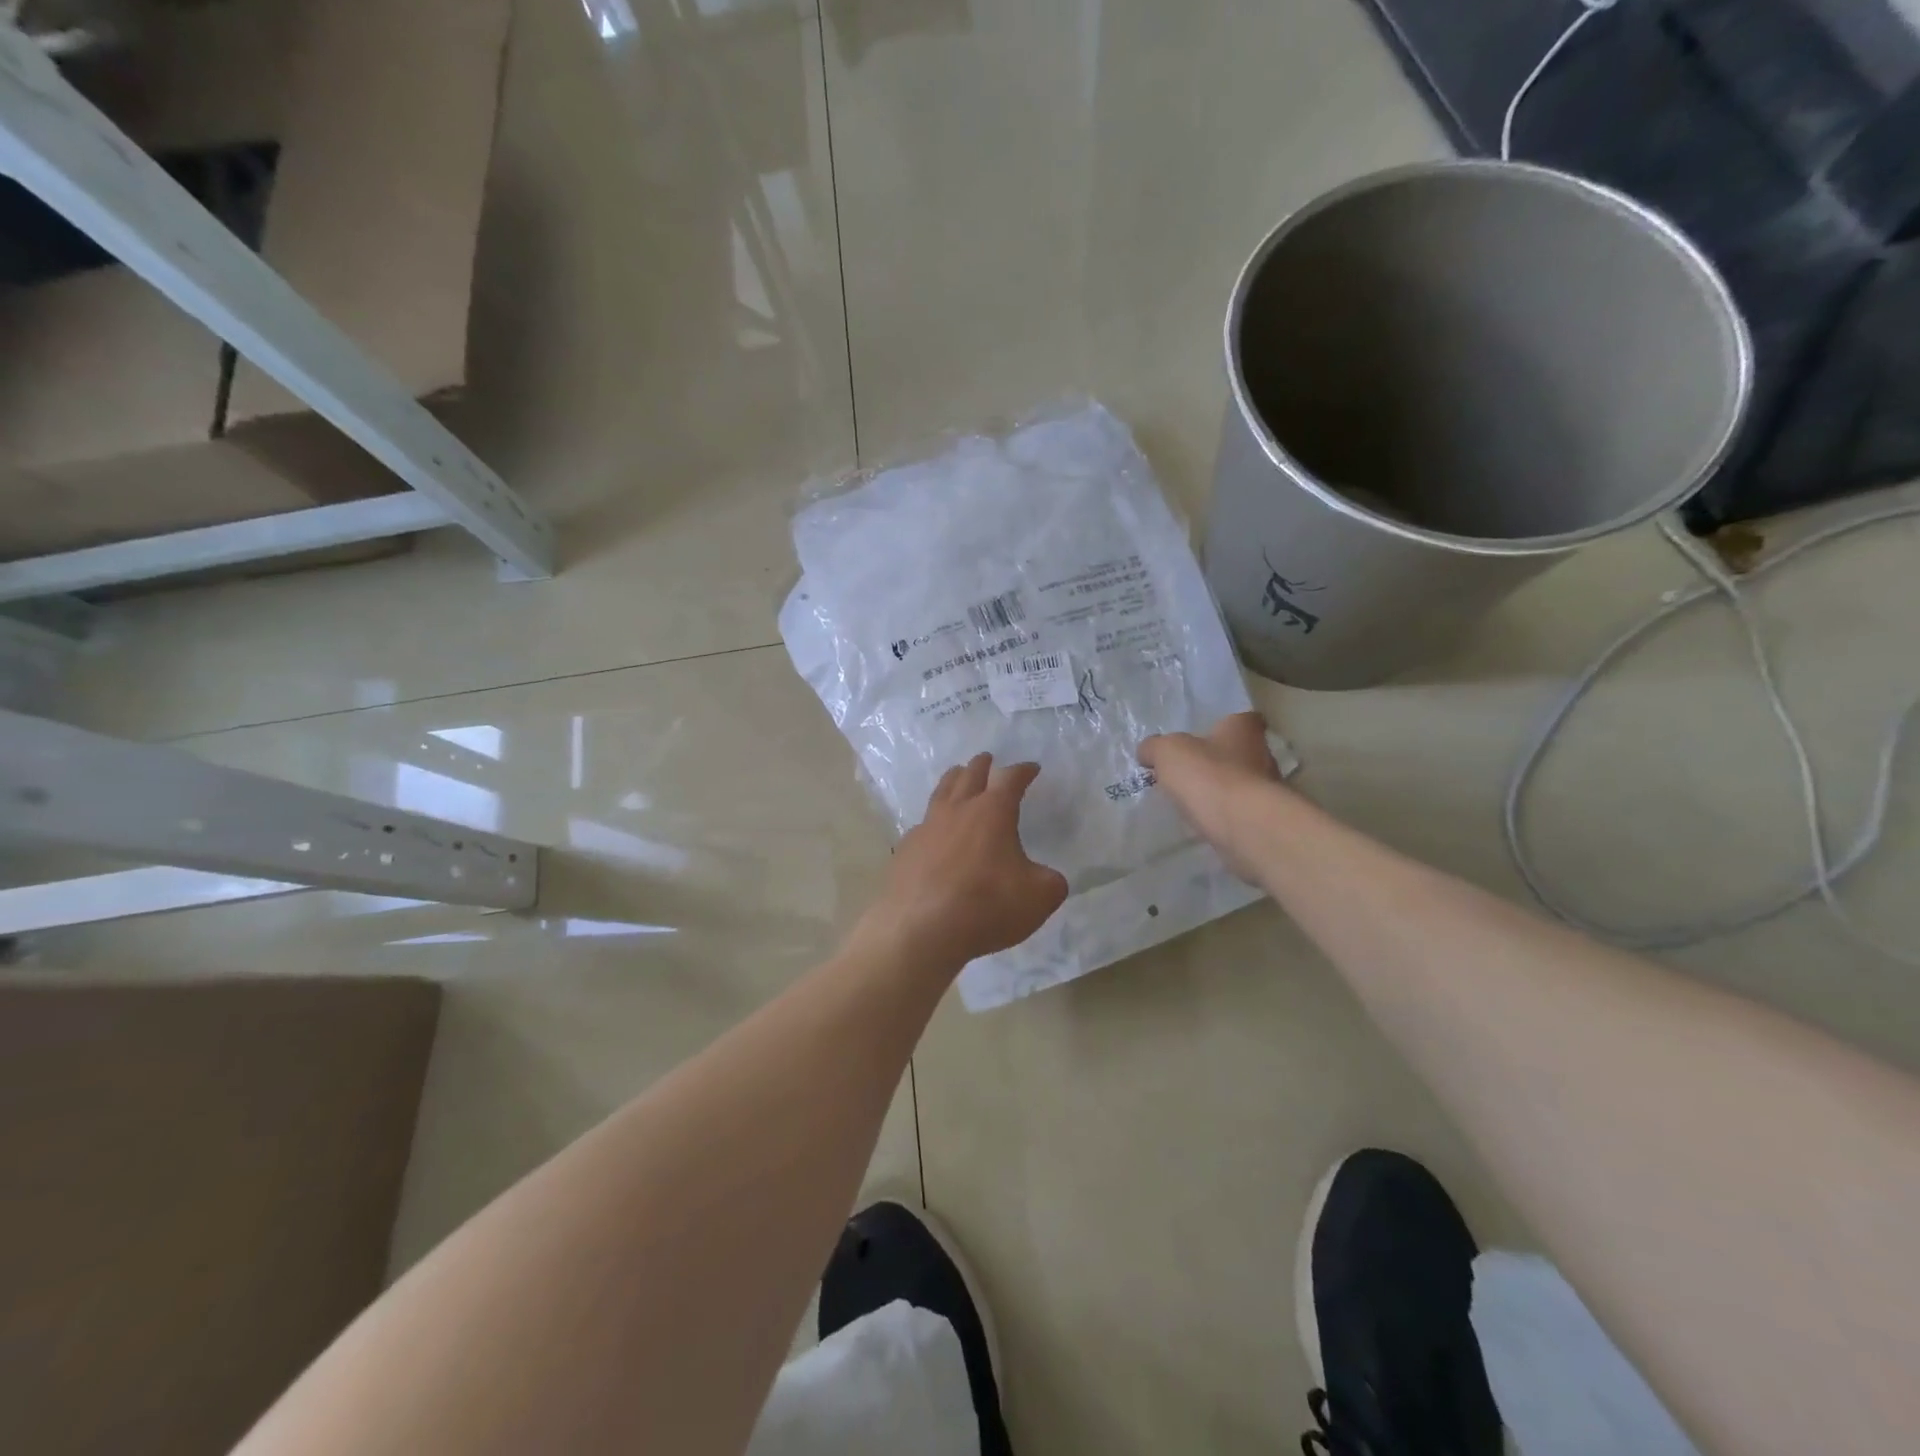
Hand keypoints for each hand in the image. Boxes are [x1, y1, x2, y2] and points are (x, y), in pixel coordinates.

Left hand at [853, 754, 1068, 975]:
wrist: (920, 930)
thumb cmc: (986, 906)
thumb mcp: (1039, 897)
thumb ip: (1050, 882)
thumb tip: (1046, 878)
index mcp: (992, 812)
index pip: (1011, 778)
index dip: (1023, 771)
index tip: (1031, 768)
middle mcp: (957, 811)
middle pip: (969, 775)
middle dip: (982, 765)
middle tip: (988, 759)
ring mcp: (926, 828)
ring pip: (941, 792)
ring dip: (953, 780)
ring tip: (957, 777)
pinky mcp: (905, 850)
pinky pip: (922, 825)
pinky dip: (934, 821)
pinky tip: (934, 833)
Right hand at [1138, 712, 1283, 879]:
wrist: (1243, 825)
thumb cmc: (1208, 775)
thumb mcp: (1167, 752)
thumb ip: (1155, 748)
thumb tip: (1147, 752)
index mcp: (1243, 730)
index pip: (1243, 719)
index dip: (1225, 725)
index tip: (1206, 736)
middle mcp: (1263, 755)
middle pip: (1243, 752)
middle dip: (1220, 760)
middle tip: (1192, 770)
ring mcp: (1268, 789)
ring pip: (1243, 783)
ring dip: (1223, 789)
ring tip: (1195, 799)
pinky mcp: (1264, 820)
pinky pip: (1241, 811)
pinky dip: (1226, 814)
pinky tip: (1205, 820)